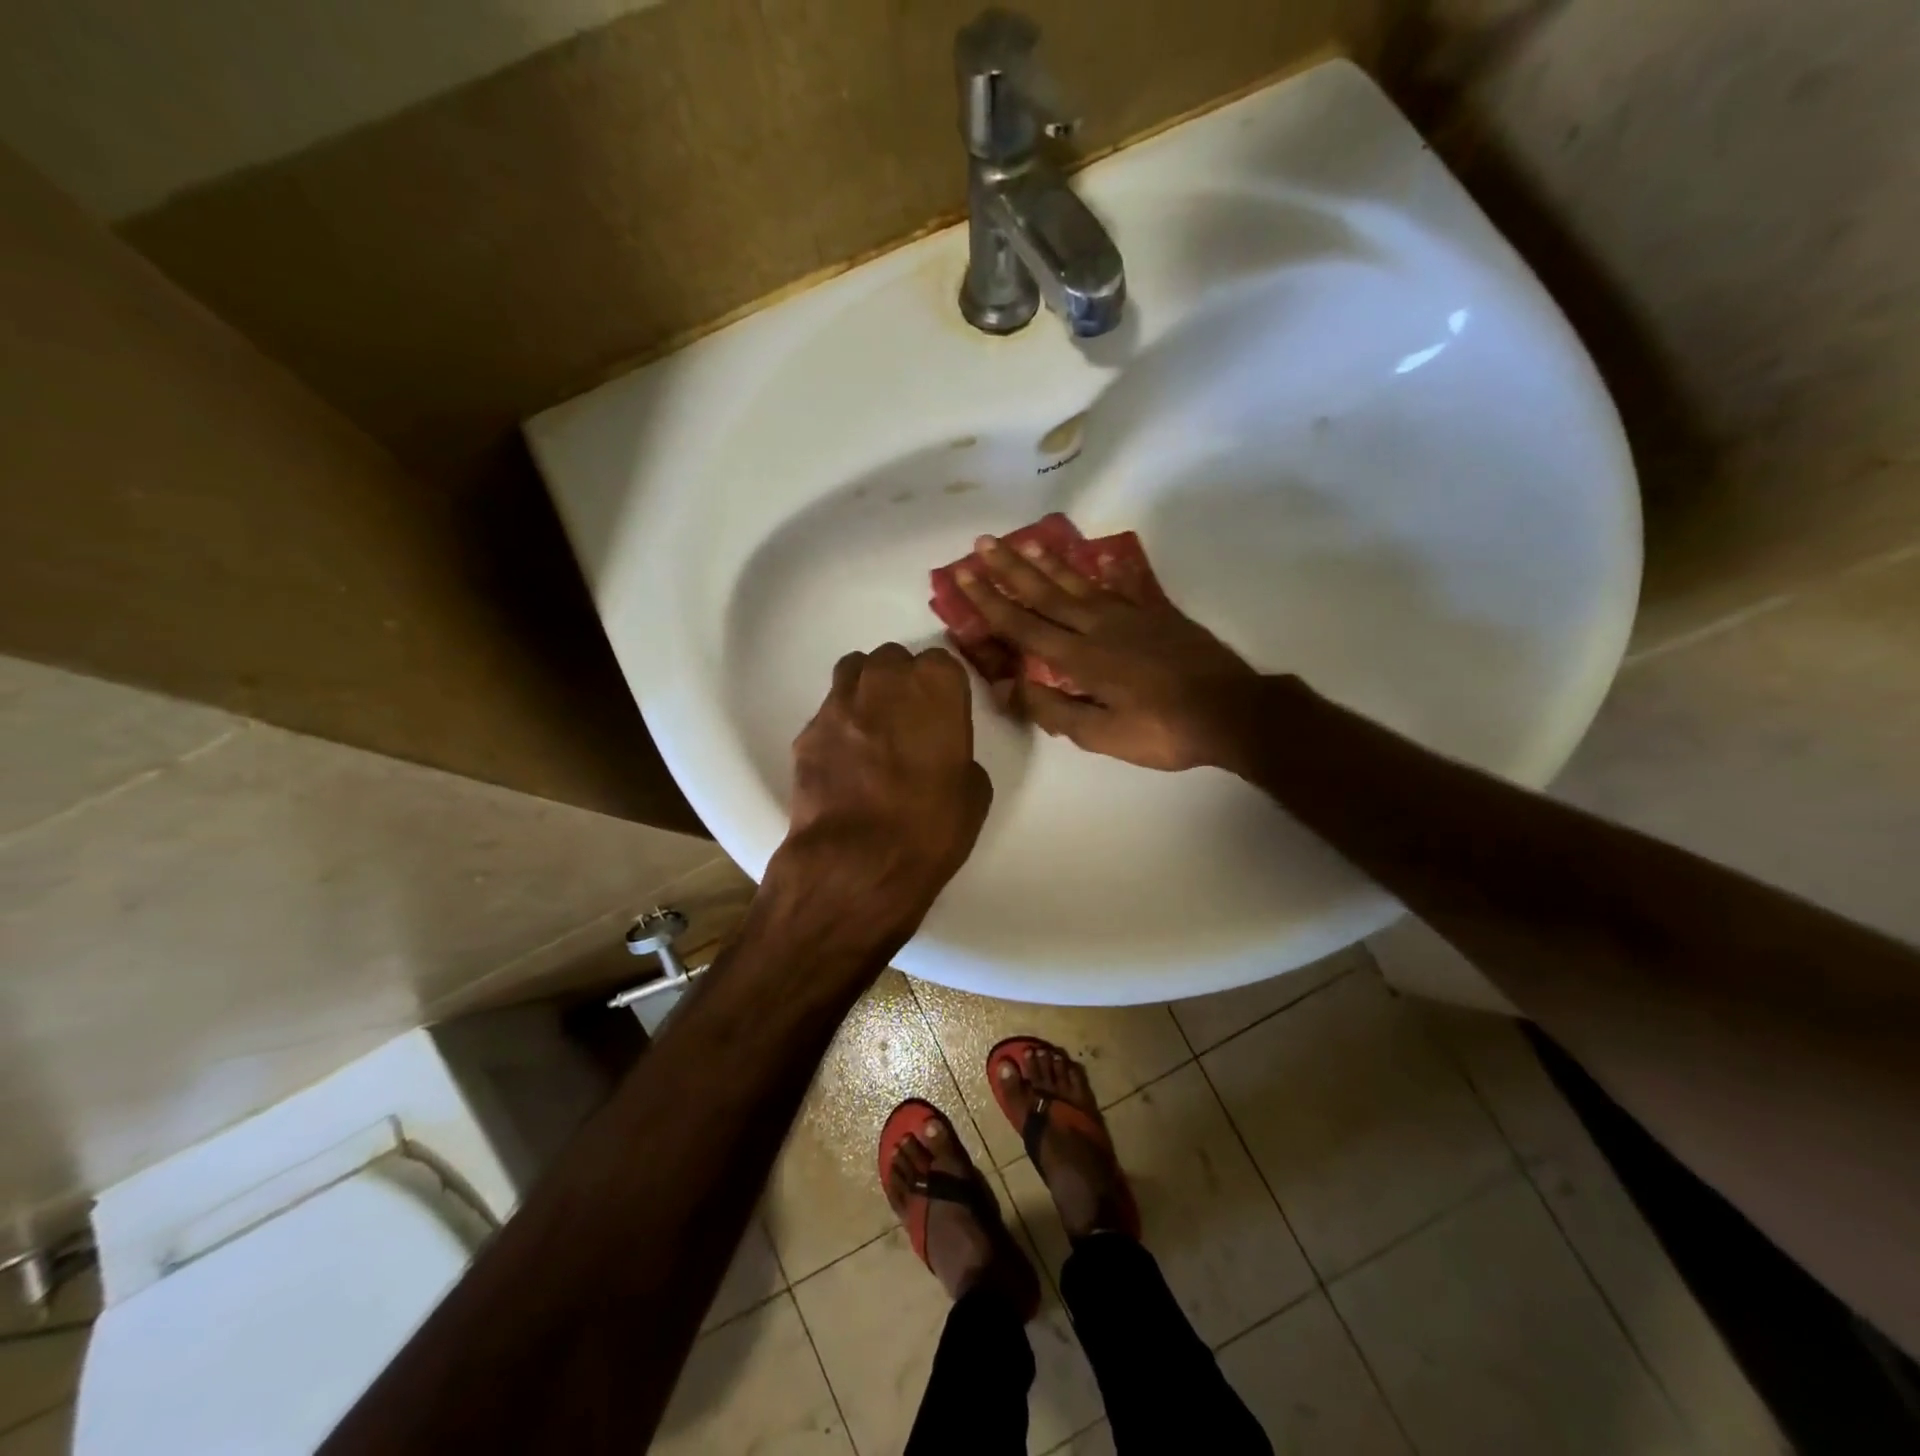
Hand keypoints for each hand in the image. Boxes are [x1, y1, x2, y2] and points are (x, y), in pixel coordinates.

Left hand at [766, 643, 992, 951]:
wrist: (856, 863)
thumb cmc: (930, 827)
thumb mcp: (974, 792)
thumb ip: (958, 755)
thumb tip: (940, 756)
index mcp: (934, 686)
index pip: (941, 662)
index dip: (943, 689)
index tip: (944, 714)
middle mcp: (884, 681)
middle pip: (893, 660)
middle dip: (902, 682)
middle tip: (909, 720)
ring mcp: (839, 703)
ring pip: (853, 673)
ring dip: (867, 691)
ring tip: (874, 728)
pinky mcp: (806, 732)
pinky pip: (828, 713)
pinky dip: (839, 726)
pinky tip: (846, 760)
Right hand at [955, 534, 1258, 770]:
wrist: (1231, 711)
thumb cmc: (1163, 731)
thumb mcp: (1102, 735)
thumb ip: (1054, 710)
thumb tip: (1010, 687)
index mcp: (1080, 658)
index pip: (1023, 625)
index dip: (989, 601)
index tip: (963, 575)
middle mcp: (1098, 627)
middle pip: (1045, 593)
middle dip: (1010, 568)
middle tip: (983, 541)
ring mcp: (1130, 616)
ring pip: (1079, 583)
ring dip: (1048, 562)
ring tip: (1025, 540)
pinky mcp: (1157, 614)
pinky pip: (1123, 586)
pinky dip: (1106, 571)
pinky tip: (1097, 559)